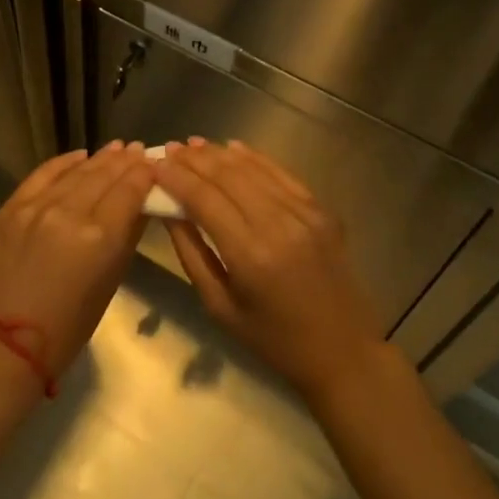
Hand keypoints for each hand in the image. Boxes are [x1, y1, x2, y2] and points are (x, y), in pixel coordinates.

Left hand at [0, 141, 154, 385]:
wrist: (6, 343)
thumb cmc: (69, 326)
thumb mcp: (111, 283)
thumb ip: (127, 237)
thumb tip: (140, 205)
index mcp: (99, 237)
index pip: (129, 190)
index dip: (144, 173)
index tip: (154, 163)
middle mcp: (69, 212)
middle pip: (104, 175)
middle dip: (125, 161)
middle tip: (139, 150)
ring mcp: (37, 206)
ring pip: (76, 171)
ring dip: (99, 158)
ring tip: (116, 148)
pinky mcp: (12, 207)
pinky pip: (43, 174)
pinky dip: (64, 162)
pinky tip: (79, 155)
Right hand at [152, 139, 388, 403]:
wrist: (344, 352)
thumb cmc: (274, 341)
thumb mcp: (221, 308)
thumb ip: (192, 253)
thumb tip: (168, 211)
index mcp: (250, 255)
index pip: (204, 200)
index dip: (176, 178)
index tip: (155, 164)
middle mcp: (278, 225)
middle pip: (227, 176)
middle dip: (194, 160)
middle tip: (169, 149)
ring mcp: (304, 213)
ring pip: (253, 169)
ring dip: (219, 154)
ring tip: (193, 145)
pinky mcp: (322, 209)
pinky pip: (282, 173)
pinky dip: (254, 158)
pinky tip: (233, 147)